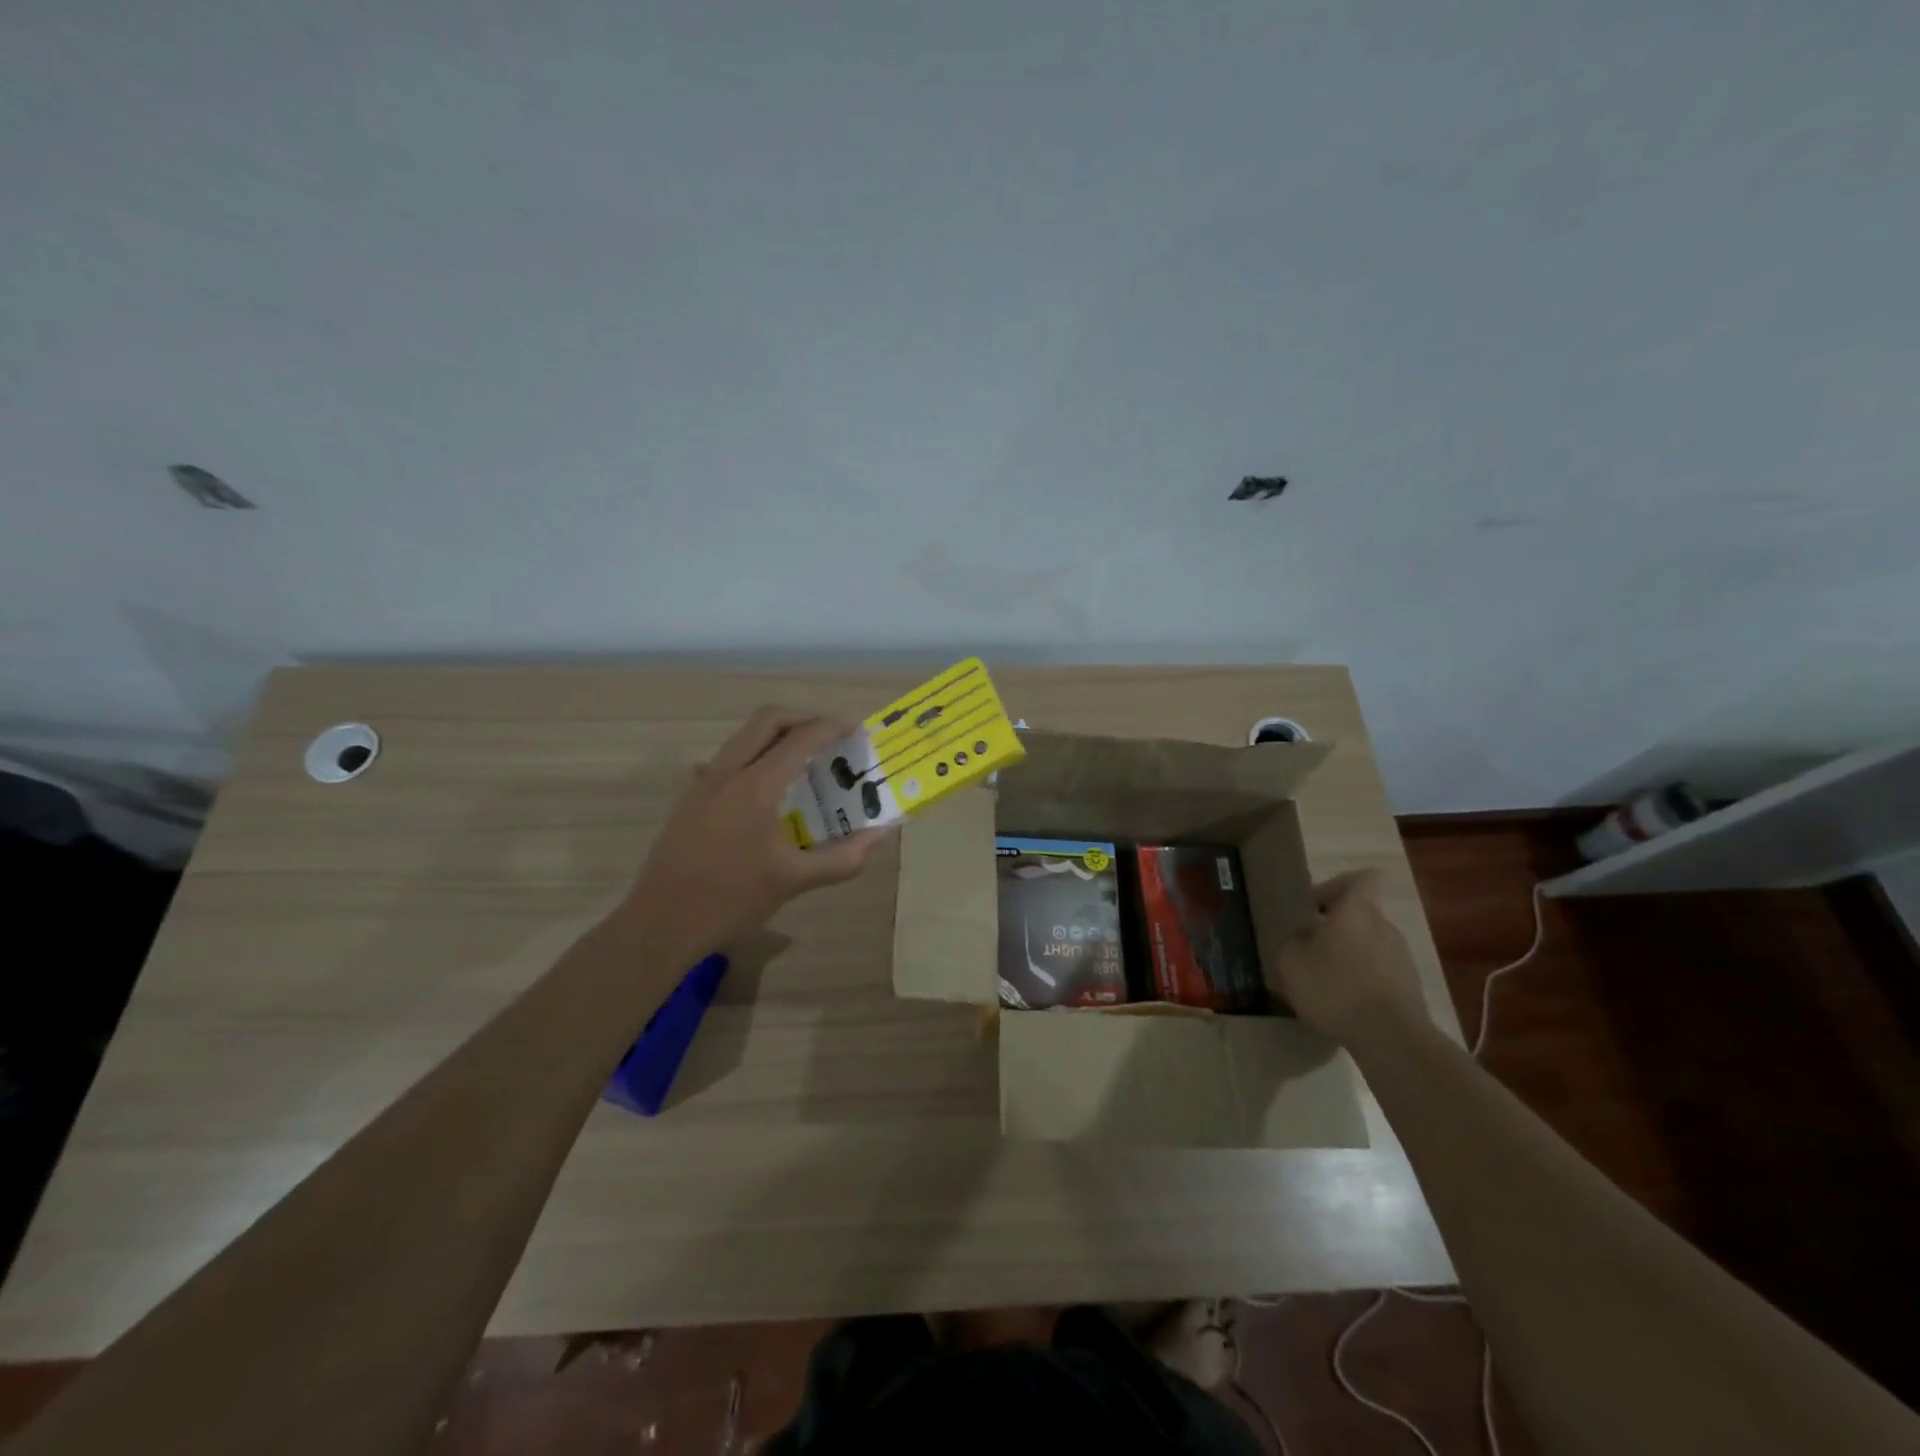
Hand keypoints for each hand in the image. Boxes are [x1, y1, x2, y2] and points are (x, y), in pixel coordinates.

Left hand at [623, 707, 893, 957]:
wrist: (660, 924)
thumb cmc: (731, 901)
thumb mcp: (794, 881)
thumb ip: (843, 857)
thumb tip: (881, 835)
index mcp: (755, 787)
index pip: (799, 739)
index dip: (831, 726)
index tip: (856, 725)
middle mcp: (726, 772)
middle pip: (767, 720)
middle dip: (803, 718)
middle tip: (831, 735)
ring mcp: (702, 782)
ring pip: (744, 736)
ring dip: (777, 735)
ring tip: (806, 759)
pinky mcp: (690, 797)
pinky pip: (728, 759)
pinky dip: (755, 756)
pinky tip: (768, 788)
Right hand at [1268, 869, 1426, 1044]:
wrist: (1391, 1038)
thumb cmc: (1335, 986)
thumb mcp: (1291, 961)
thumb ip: (1293, 940)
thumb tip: (1303, 936)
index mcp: (1357, 911)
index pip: (1364, 878)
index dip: (1340, 885)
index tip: (1317, 904)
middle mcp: (1384, 926)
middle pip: (1361, 914)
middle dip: (1337, 927)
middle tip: (1310, 948)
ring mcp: (1402, 957)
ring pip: (1370, 944)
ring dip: (1349, 956)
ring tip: (1325, 981)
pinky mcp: (1410, 987)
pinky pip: (1379, 972)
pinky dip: (1362, 980)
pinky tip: (1344, 1004)